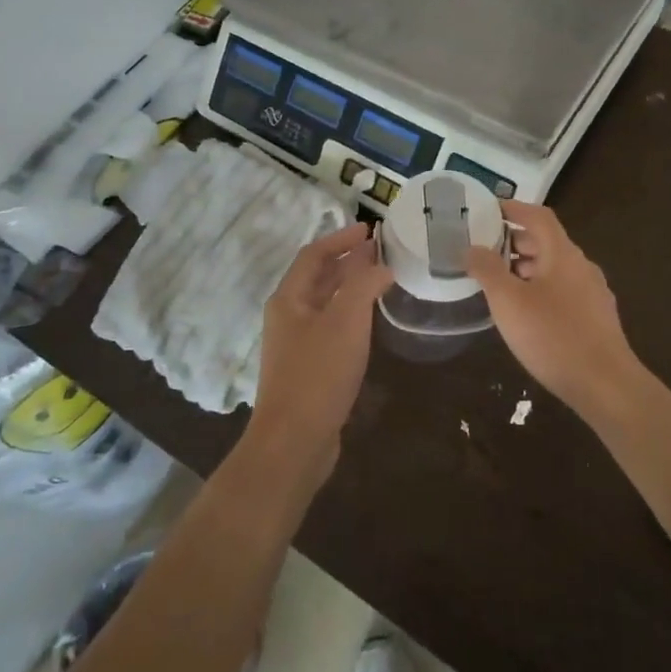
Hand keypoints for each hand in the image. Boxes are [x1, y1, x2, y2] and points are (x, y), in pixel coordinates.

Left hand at [245, 221, 393, 487]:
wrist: (294, 442)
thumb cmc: (318, 374)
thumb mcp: (346, 321)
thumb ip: (364, 284)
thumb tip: (381, 263)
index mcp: (289, 299)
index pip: (314, 254)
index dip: (341, 238)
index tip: (371, 229)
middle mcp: (288, 316)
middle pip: (318, 277)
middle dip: (348, 261)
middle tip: (383, 252)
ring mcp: (296, 344)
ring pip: (326, 304)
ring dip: (351, 288)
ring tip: (382, 279)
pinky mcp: (308, 368)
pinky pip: (331, 328)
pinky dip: (351, 315)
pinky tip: (371, 322)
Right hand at [466, 203, 642, 415]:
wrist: (606, 385)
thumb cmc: (553, 337)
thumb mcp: (509, 302)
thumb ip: (488, 270)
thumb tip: (471, 247)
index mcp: (563, 254)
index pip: (539, 216)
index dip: (514, 209)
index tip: (489, 210)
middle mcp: (582, 266)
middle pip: (547, 242)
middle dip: (516, 242)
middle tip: (485, 249)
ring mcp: (593, 293)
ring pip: (555, 269)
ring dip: (527, 268)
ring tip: (499, 282)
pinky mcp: (596, 319)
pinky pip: (563, 291)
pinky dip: (540, 289)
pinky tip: (526, 313)